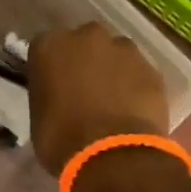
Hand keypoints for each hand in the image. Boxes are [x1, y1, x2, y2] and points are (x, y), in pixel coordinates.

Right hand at [27, 24, 169, 174]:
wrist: (112, 155)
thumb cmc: (62, 140)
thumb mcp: (39, 118)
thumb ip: (49, 95)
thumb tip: (59, 99)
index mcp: (50, 45)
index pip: (46, 48)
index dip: (52, 68)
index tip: (55, 86)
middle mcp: (87, 36)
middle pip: (84, 43)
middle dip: (85, 61)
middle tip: (84, 92)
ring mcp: (124, 49)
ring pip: (116, 55)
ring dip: (113, 71)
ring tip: (113, 103)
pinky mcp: (151, 68)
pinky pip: (138, 74)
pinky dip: (135, 87)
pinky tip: (133, 111)